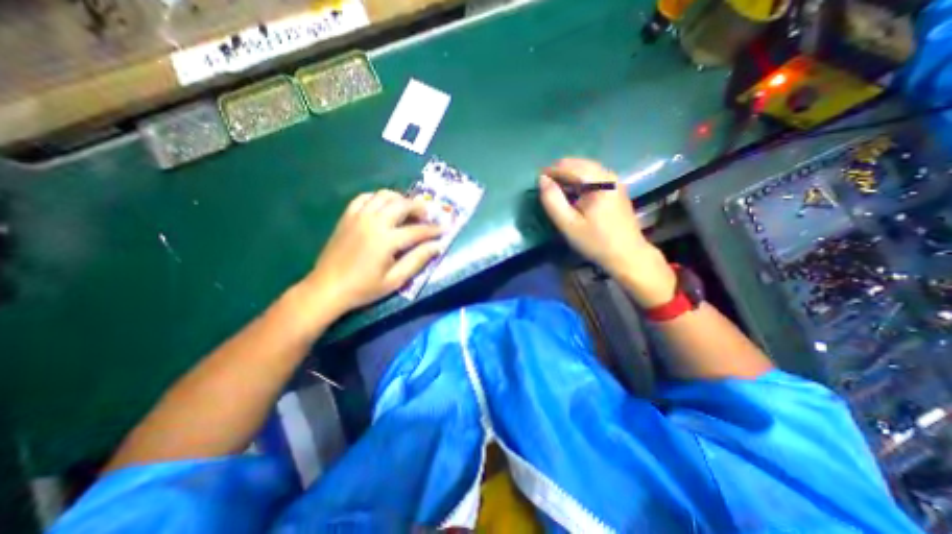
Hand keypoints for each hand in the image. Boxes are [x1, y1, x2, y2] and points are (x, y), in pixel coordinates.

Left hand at [302, 189, 441, 316]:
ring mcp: (358, 216)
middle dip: (419, 207)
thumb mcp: (395, 280)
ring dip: (401, 199)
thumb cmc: (364, 288)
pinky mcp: (347, 216)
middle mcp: (373, 222)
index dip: (433, 230)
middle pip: (402, 205)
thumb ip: (417, 260)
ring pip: (384, 196)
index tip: (445, 229)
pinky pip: (365, 198)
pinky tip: (384, 207)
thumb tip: (438, 246)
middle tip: (428, 215)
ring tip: (408, 209)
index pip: (417, 230)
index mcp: (386, 240)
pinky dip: (378, 198)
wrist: (327, 288)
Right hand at [543, 156, 675, 308]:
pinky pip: (592, 176)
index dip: (550, 171)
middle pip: (578, 163)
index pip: (568, 165)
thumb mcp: (568, 224)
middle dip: (559, 172)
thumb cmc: (595, 241)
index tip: (537, 183)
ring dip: (568, 176)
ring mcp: (614, 180)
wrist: (626, 254)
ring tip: (556, 192)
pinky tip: (572, 194)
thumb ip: (552, 200)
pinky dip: (578, 181)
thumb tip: (542, 179)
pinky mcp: (616, 188)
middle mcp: (609, 175)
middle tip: (546, 189)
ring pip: (585, 168)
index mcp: (599, 182)